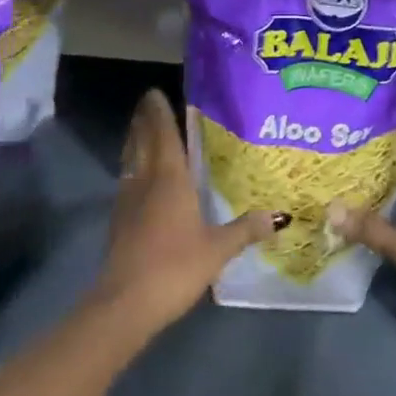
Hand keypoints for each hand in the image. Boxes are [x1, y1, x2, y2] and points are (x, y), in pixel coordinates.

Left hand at [90, 89, 280, 338]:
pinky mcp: (118, 221)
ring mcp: (127, 201)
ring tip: (139, 129)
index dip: (159, 113)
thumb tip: (276, 216)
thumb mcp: (217, 249)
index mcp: (169, 179)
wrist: (126, 302)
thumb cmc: (174, 266)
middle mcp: (145, 182)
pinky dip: (132, 167)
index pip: (163, 135)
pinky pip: (126, 181)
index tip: (154, 92)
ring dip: (134, 141)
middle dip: (143, 120)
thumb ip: (244, 230)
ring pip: (130, 160)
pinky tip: (138, 177)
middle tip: (146, 102)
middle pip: (141, 142)